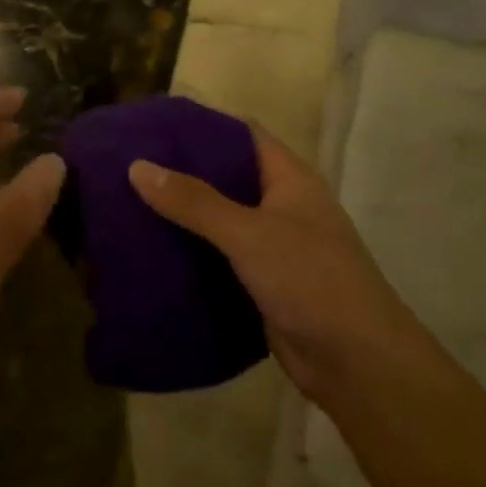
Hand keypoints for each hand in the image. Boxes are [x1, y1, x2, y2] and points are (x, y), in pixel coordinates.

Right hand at [128, 121, 413, 405]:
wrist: (355, 360)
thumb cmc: (309, 279)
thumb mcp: (249, 233)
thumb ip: (195, 202)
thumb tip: (138, 166)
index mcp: (291, 179)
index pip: (243, 135)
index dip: (203, 127)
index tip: (155, 126)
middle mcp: (284, 206)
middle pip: (229, 178)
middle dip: (185, 173)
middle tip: (132, 168)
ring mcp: (275, 247)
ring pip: (222, 221)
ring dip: (185, 217)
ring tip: (130, 205)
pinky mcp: (264, 283)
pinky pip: (221, 259)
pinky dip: (193, 254)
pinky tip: (154, 253)